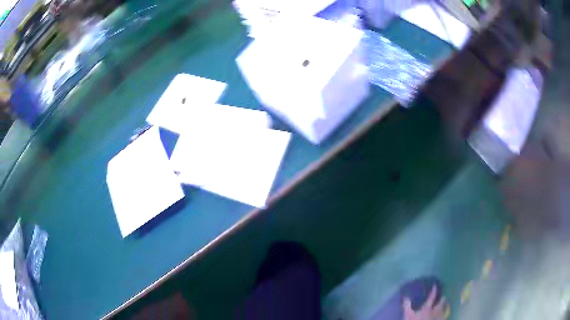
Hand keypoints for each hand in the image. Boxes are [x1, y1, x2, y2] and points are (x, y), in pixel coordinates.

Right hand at [403, 285, 446, 319]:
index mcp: (427, 307)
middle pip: (440, 303)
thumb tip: (406, 297)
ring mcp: (438, 316)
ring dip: (445, 305)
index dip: (433, 291)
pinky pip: (445, 315)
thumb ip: (407, 306)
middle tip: (443, 296)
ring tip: (446, 303)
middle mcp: (435, 310)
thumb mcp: (408, 315)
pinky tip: (445, 312)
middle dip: (442, 299)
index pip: (431, 297)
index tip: (435, 286)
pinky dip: (445, 313)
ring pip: (444, 309)